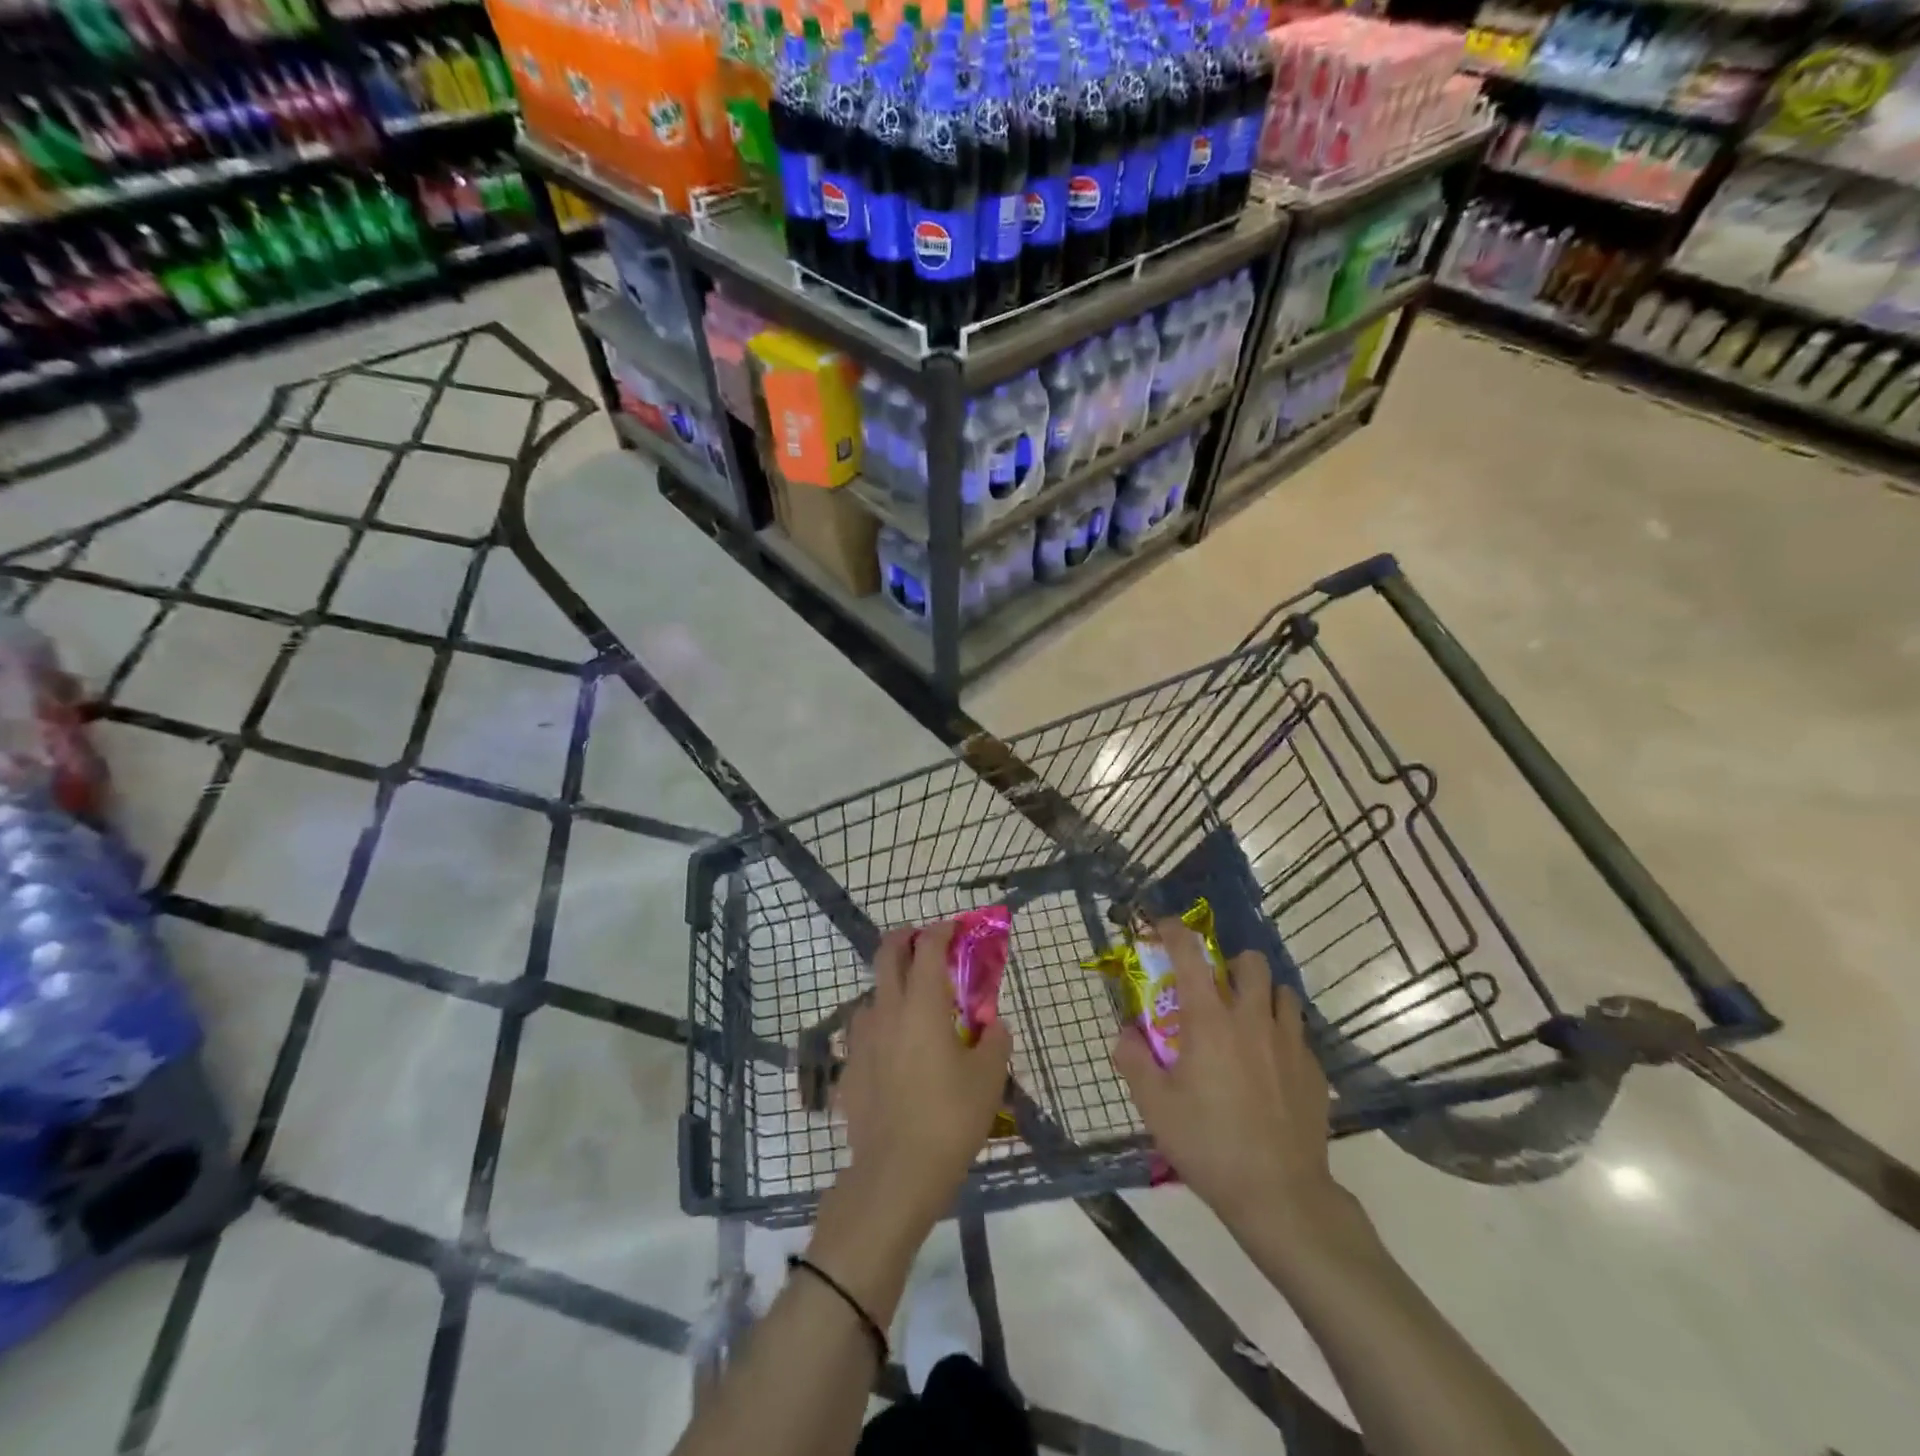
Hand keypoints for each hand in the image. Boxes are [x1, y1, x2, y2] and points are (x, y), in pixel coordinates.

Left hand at [835, 922, 1012, 1236]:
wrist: (895, 1174)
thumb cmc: (949, 1117)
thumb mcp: (988, 1078)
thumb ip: (995, 1041)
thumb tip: (993, 1025)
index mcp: (922, 1004)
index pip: (927, 948)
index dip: (941, 931)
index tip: (954, 928)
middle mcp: (886, 1011)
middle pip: (885, 955)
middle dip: (904, 940)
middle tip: (922, 944)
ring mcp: (860, 1040)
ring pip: (871, 996)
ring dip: (890, 988)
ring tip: (912, 1010)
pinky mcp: (848, 1070)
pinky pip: (863, 1036)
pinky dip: (880, 1031)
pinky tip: (894, 1058)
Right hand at [1113, 922, 1344, 1243]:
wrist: (1281, 1196)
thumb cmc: (1209, 1145)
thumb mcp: (1155, 1106)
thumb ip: (1133, 1061)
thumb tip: (1125, 1033)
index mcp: (1210, 1021)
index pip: (1190, 955)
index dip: (1174, 931)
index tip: (1163, 926)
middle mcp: (1252, 1020)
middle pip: (1251, 962)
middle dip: (1231, 964)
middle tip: (1216, 989)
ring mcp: (1290, 1043)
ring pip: (1283, 993)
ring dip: (1262, 995)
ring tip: (1247, 1022)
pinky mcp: (1314, 1071)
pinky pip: (1299, 1033)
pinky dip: (1282, 1034)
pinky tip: (1271, 1066)